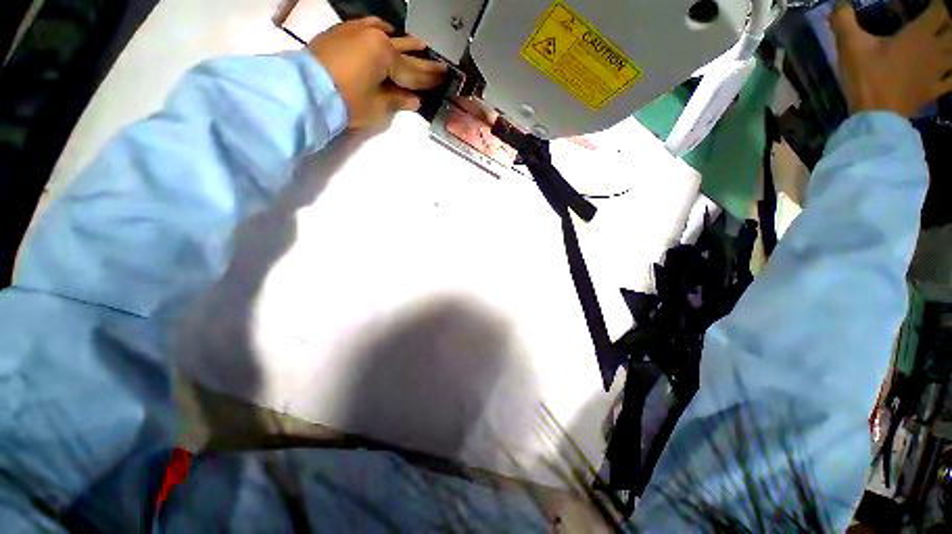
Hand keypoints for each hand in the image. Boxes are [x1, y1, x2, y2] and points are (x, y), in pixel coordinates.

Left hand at [308, 17, 446, 128]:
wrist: (305, 90)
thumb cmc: (347, 101)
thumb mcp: (378, 107)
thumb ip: (398, 100)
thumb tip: (414, 100)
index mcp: (387, 57)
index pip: (414, 72)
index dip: (430, 78)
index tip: (444, 78)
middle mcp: (375, 38)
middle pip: (404, 53)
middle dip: (422, 62)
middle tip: (439, 66)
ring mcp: (358, 32)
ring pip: (388, 35)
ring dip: (404, 43)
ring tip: (418, 45)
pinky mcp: (343, 32)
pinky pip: (368, 26)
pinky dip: (380, 30)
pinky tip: (384, 30)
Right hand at [831, 0, 951, 117]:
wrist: (875, 118)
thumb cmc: (866, 77)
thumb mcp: (849, 46)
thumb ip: (844, 20)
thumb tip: (840, 3)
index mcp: (919, 34)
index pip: (940, 9)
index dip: (940, 4)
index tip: (936, 3)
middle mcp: (935, 49)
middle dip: (950, 22)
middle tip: (946, 20)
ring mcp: (937, 72)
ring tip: (948, 42)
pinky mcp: (934, 90)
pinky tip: (949, 72)